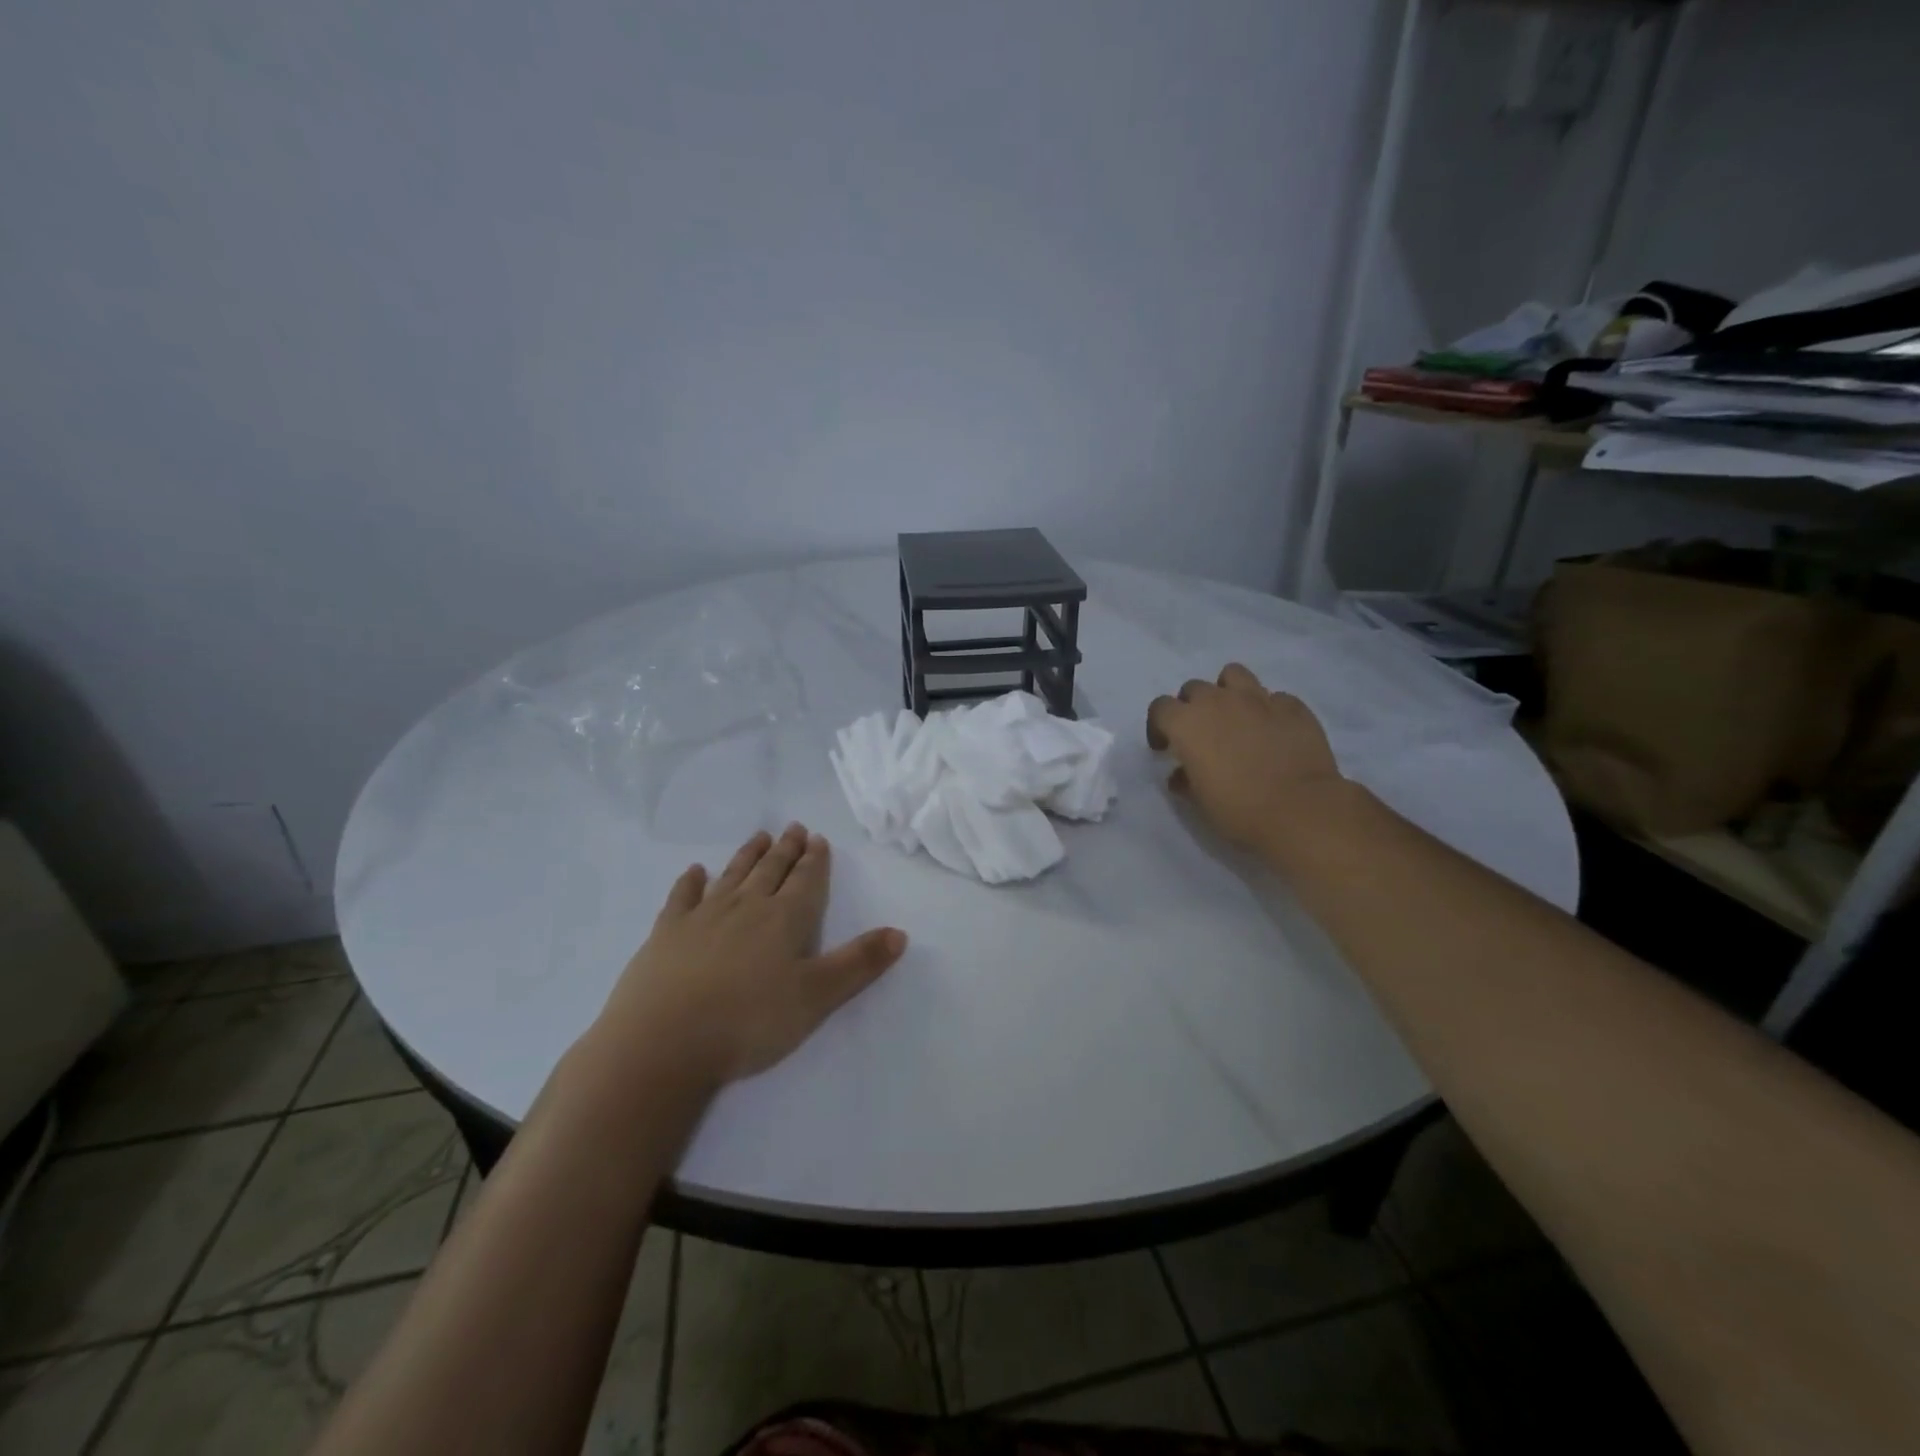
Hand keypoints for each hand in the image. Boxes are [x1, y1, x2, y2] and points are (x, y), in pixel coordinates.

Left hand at [595, 824, 907, 1088]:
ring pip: (732, 875)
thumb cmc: (749, 1021)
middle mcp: (746, 907)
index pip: (806, 881)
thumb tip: (900, 932)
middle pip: (771, 870)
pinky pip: (682, 897)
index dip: (815, 860)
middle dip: (786, 850)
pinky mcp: (667, 933)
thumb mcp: (817, 997)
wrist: (664, 1041)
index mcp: (784, 919)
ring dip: (748, 856)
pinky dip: (690, 881)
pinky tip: (696, 871)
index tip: (818, 839)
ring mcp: (703, 916)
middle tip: (794, 828)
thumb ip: (859, 963)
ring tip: (760, 837)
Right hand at [1146, 663, 1344, 851]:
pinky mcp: (1293, 706)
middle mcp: (1218, 701)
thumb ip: (1185, 779)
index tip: (1165, 748)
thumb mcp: (1199, 801)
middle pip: (1194, 688)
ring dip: (1228, 692)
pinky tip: (1273, 731)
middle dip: (1192, 707)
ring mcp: (1258, 699)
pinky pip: (1274, 697)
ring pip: (1234, 675)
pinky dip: (1268, 710)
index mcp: (1187, 723)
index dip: (1159, 726)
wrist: (1299, 809)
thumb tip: (1181, 774)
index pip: (1160, 708)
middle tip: (1201, 734)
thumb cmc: (1238, 809)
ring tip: (1235, 717)